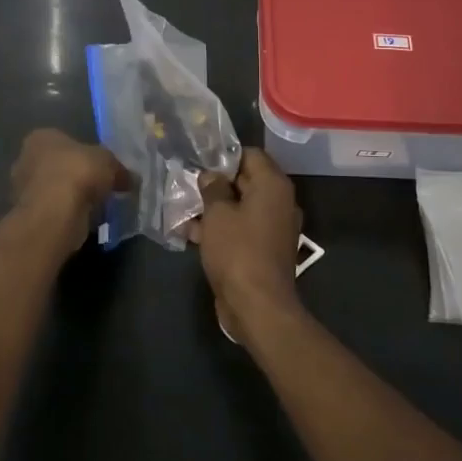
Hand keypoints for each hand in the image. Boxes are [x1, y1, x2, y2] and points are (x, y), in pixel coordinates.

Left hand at [10, 129, 127, 244]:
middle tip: (100, 187)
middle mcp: (25, 159)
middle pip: (58, 165)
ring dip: (72, 197)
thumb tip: (130, 179)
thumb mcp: (108, 162)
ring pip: (55, 190)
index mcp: (41, 137)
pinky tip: (84, 221)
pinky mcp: (28, 214)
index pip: (64, 140)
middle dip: (76, 176)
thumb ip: (118, 168)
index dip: (85, 153)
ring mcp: (22, 189)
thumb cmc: (78, 173)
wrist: (55, 213)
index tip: (101, 167)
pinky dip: (67, 215)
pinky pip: (53, 210)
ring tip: (96, 207)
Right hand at [191, 149, 304, 344]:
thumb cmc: (237, 251)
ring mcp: (273, 228)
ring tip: (182, 211)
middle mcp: (279, 203)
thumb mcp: (217, 214)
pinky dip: (220, 229)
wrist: (257, 306)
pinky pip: (241, 229)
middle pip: (245, 181)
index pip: (251, 155)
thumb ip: (212, 188)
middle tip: (186, 185)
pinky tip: (191, 234)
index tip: (199, 162)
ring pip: (240, 208)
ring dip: (213, 209)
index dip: (224, 156)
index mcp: (273, 186)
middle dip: (215, 183)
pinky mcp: (264, 249)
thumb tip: (211, 175)